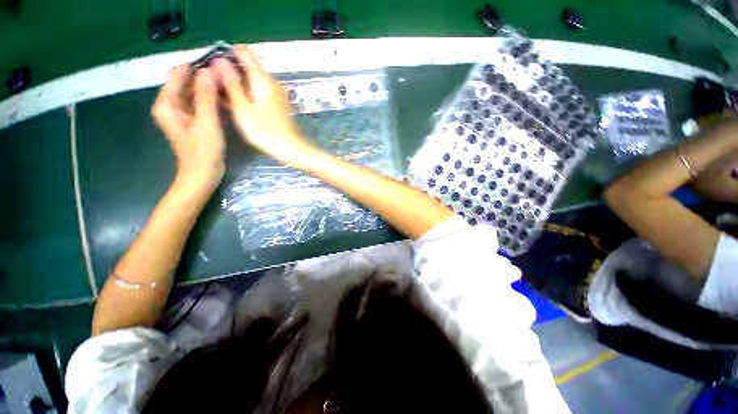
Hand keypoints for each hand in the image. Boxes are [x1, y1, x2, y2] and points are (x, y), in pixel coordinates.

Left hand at [152, 66, 225, 191]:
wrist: (201, 176)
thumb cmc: (203, 153)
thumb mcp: (206, 123)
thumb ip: (206, 96)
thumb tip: (210, 70)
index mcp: (166, 103)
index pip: (178, 74)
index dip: (198, 68)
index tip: (219, 68)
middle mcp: (169, 105)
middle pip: (185, 82)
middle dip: (204, 78)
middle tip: (227, 78)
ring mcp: (179, 113)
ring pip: (193, 92)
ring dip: (208, 88)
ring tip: (228, 87)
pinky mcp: (190, 120)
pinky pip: (198, 102)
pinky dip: (209, 99)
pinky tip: (223, 100)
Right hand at [212, 45, 317, 165]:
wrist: (290, 148)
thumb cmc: (265, 131)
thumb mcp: (242, 108)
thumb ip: (231, 83)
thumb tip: (219, 60)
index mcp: (263, 79)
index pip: (244, 52)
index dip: (226, 53)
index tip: (212, 64)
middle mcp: (271, 82)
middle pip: (248, 66)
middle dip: (230, 69)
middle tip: (213, 82)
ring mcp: (276, 93)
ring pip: (252, 80)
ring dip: (237, 83)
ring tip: (220, 93)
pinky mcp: (277, 104)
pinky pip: (258, 91)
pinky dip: (247, 93)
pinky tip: (236, 103)